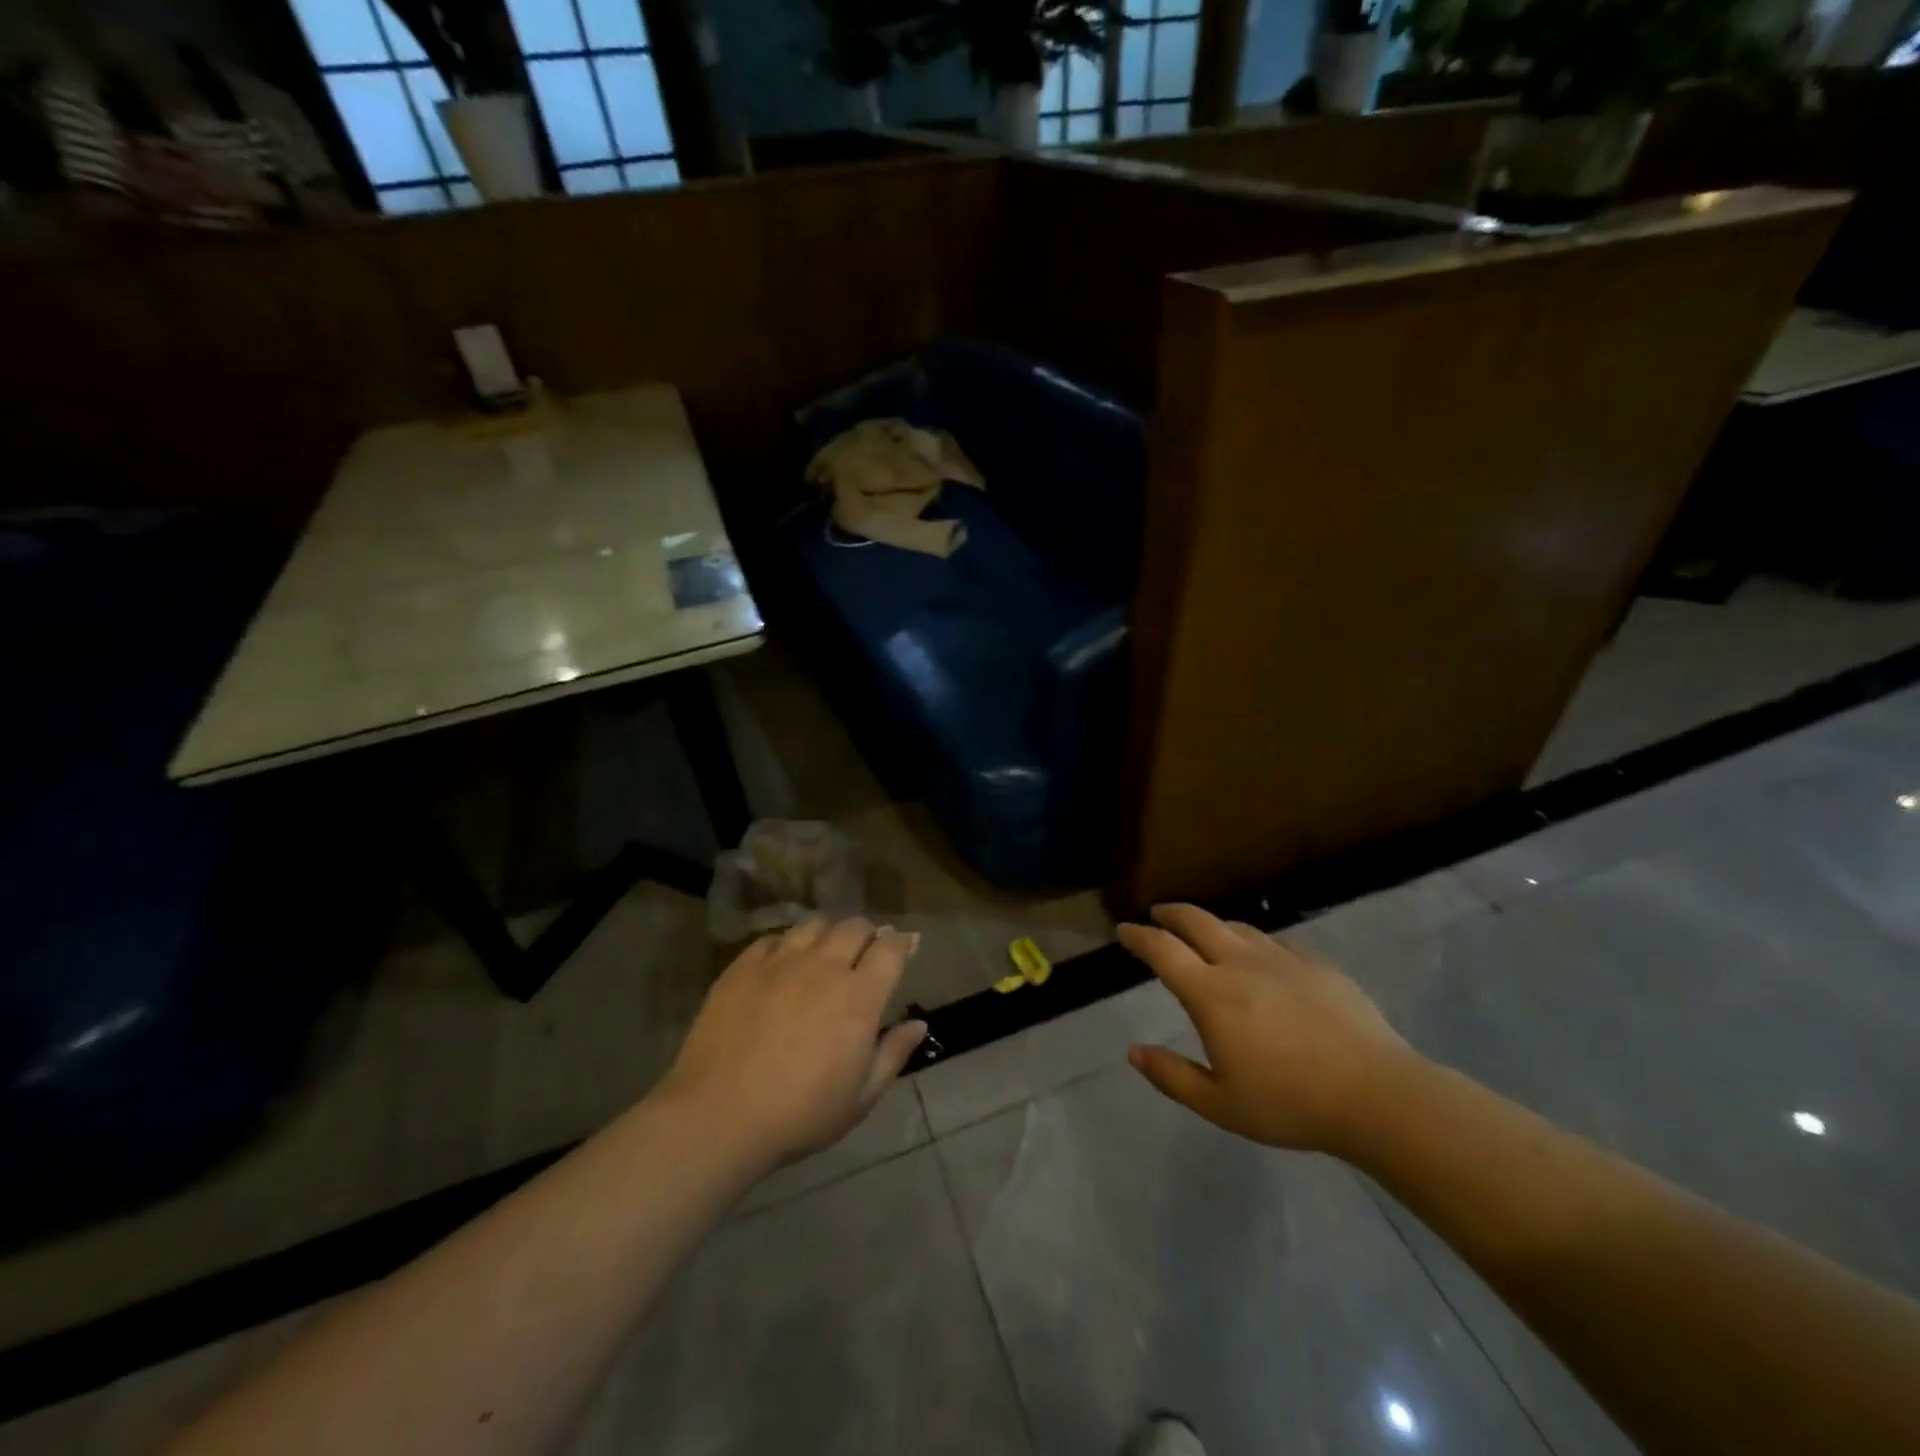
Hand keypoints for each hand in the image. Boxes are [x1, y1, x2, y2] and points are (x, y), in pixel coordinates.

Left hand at [658, 918, 926, 1171]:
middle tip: (866, 952)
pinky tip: (784, 963)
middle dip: (868, 934)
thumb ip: (893, 1055)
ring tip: (825, 952)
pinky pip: (773, 938)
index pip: (891, 948)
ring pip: (814, 924)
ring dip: (829, 933)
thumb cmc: (799, 1115)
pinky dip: (788, 944)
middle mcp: (824, 967)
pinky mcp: (743, 967)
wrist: (717, 1117)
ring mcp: (780, 962)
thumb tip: (919, 1024)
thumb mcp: (859, 1099)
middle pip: (855, 926)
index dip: (903, 942)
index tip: (906, 946)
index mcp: (859, 997)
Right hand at [1119, 904, 1420, 1155]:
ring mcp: (1283, 959)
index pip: (1163, 950)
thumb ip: (1172, 1076)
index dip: (1138, 936)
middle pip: (1197, 921)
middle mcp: (1241, 964)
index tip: (1124, 930)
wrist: (1378, 1095)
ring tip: (1203, 934)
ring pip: (1236, 927)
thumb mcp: (1221, 1105)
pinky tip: (1260, 960)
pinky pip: (1274, 943)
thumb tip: (1134, 1052)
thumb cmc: (1291, 1103)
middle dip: (1171, 914)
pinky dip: (1252, 943)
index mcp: (1211, 993)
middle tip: (1158, 914)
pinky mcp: (1318, 965)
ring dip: (1211, 925)